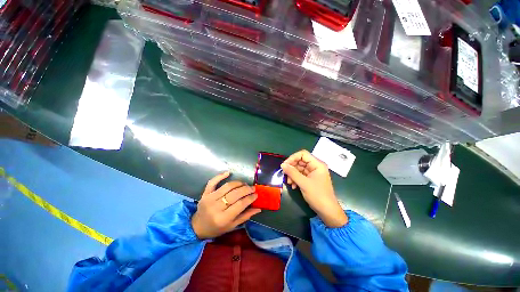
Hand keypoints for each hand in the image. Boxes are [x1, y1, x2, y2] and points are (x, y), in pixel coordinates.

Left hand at [192, 172, 261, 238]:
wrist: (197, 227)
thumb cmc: (216, 228)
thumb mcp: (232, 226)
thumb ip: (245, 216)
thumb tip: (258, 208)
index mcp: (223, 218)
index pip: (240, 204)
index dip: (250, 198)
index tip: (256, 194)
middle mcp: (216, 207)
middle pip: (234, 194)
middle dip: (246, 189)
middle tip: (253, 188)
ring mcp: (209, 199)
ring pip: (227, 187)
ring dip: (238, 183)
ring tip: (244, 184)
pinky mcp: (205, 193)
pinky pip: (212, 182)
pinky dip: (220, 176)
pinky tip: (228, 173)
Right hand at [281, 150, 347, 227]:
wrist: (327, 211)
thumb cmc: (317, 195)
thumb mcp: (303, 183)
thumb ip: (292, 173)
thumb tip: (282, 165)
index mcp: (317, 164)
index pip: (303, 154)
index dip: (293, 158)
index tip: (285, 165)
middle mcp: (315, 166)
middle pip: (300, 161)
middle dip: (291, 168)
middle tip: (285, 174)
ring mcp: (312, 173)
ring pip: (299, 168)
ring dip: (292, 174)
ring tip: (289, 182)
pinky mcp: (310, 179)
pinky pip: (300, 175)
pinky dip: (295, 179)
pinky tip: (293, 186)